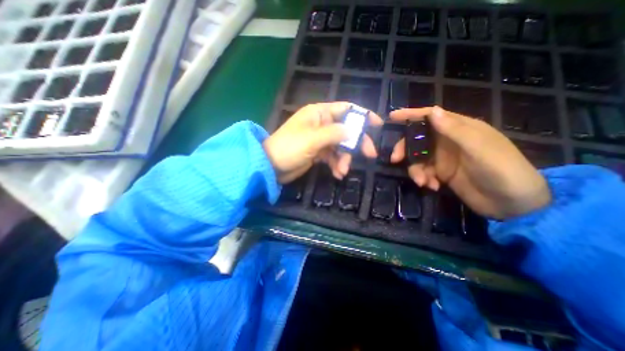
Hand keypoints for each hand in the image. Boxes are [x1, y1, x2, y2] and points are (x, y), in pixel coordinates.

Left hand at [262, 101, 382, 182]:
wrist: (271, 166)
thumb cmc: (289, 148)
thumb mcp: (312, 139)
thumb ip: (335, 133)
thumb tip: (354, 132)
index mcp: (319, 114)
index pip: (345, 109)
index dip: (362, 115)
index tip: (377, 124)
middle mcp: (321, 124)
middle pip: (346, 130)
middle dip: (357, 143)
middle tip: (369, 155)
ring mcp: (320, 140)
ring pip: (340, 146)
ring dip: (344, 159)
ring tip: (343, 171)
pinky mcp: (317, 153)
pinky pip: (332, 157)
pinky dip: (336, 165)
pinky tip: (337, 174)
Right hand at [389, 105, 553, 218]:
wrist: (512, 203)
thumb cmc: (502, 169)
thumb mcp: (479, 148)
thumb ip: (454, 130)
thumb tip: (432, 111)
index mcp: (459, 129)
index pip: (431, 116)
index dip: (411, 115)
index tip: (392, 116)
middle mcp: (447, 141)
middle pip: (417, 139)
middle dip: (405, 148)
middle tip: (396, 159)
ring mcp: (443, 158)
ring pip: (417, 158)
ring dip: (415, 170)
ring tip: (422, 182)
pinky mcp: (441, 173)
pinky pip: (423, 172)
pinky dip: (423, 179)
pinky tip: (432, 186)